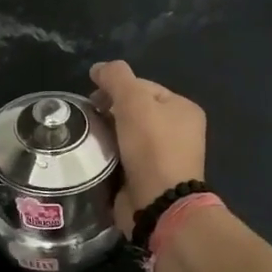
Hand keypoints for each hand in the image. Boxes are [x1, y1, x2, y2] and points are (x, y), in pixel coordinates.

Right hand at [90, 61, 207, 235]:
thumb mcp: (134, 101)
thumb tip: (98, 68)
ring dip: (107, 135)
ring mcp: (165, 157)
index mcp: (183, 109)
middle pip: (134, 110)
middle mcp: (179, 131)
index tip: (92, 99)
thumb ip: (116, 77)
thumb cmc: (152, 146)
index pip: (143, 86)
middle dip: (110, 112)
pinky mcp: (150, 178)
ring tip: (89, 139)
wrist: (159, 203)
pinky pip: (124, 158)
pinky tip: (95, 158)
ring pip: (126, 135)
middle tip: (89, 119)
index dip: (115, 88)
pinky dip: (109, 156)